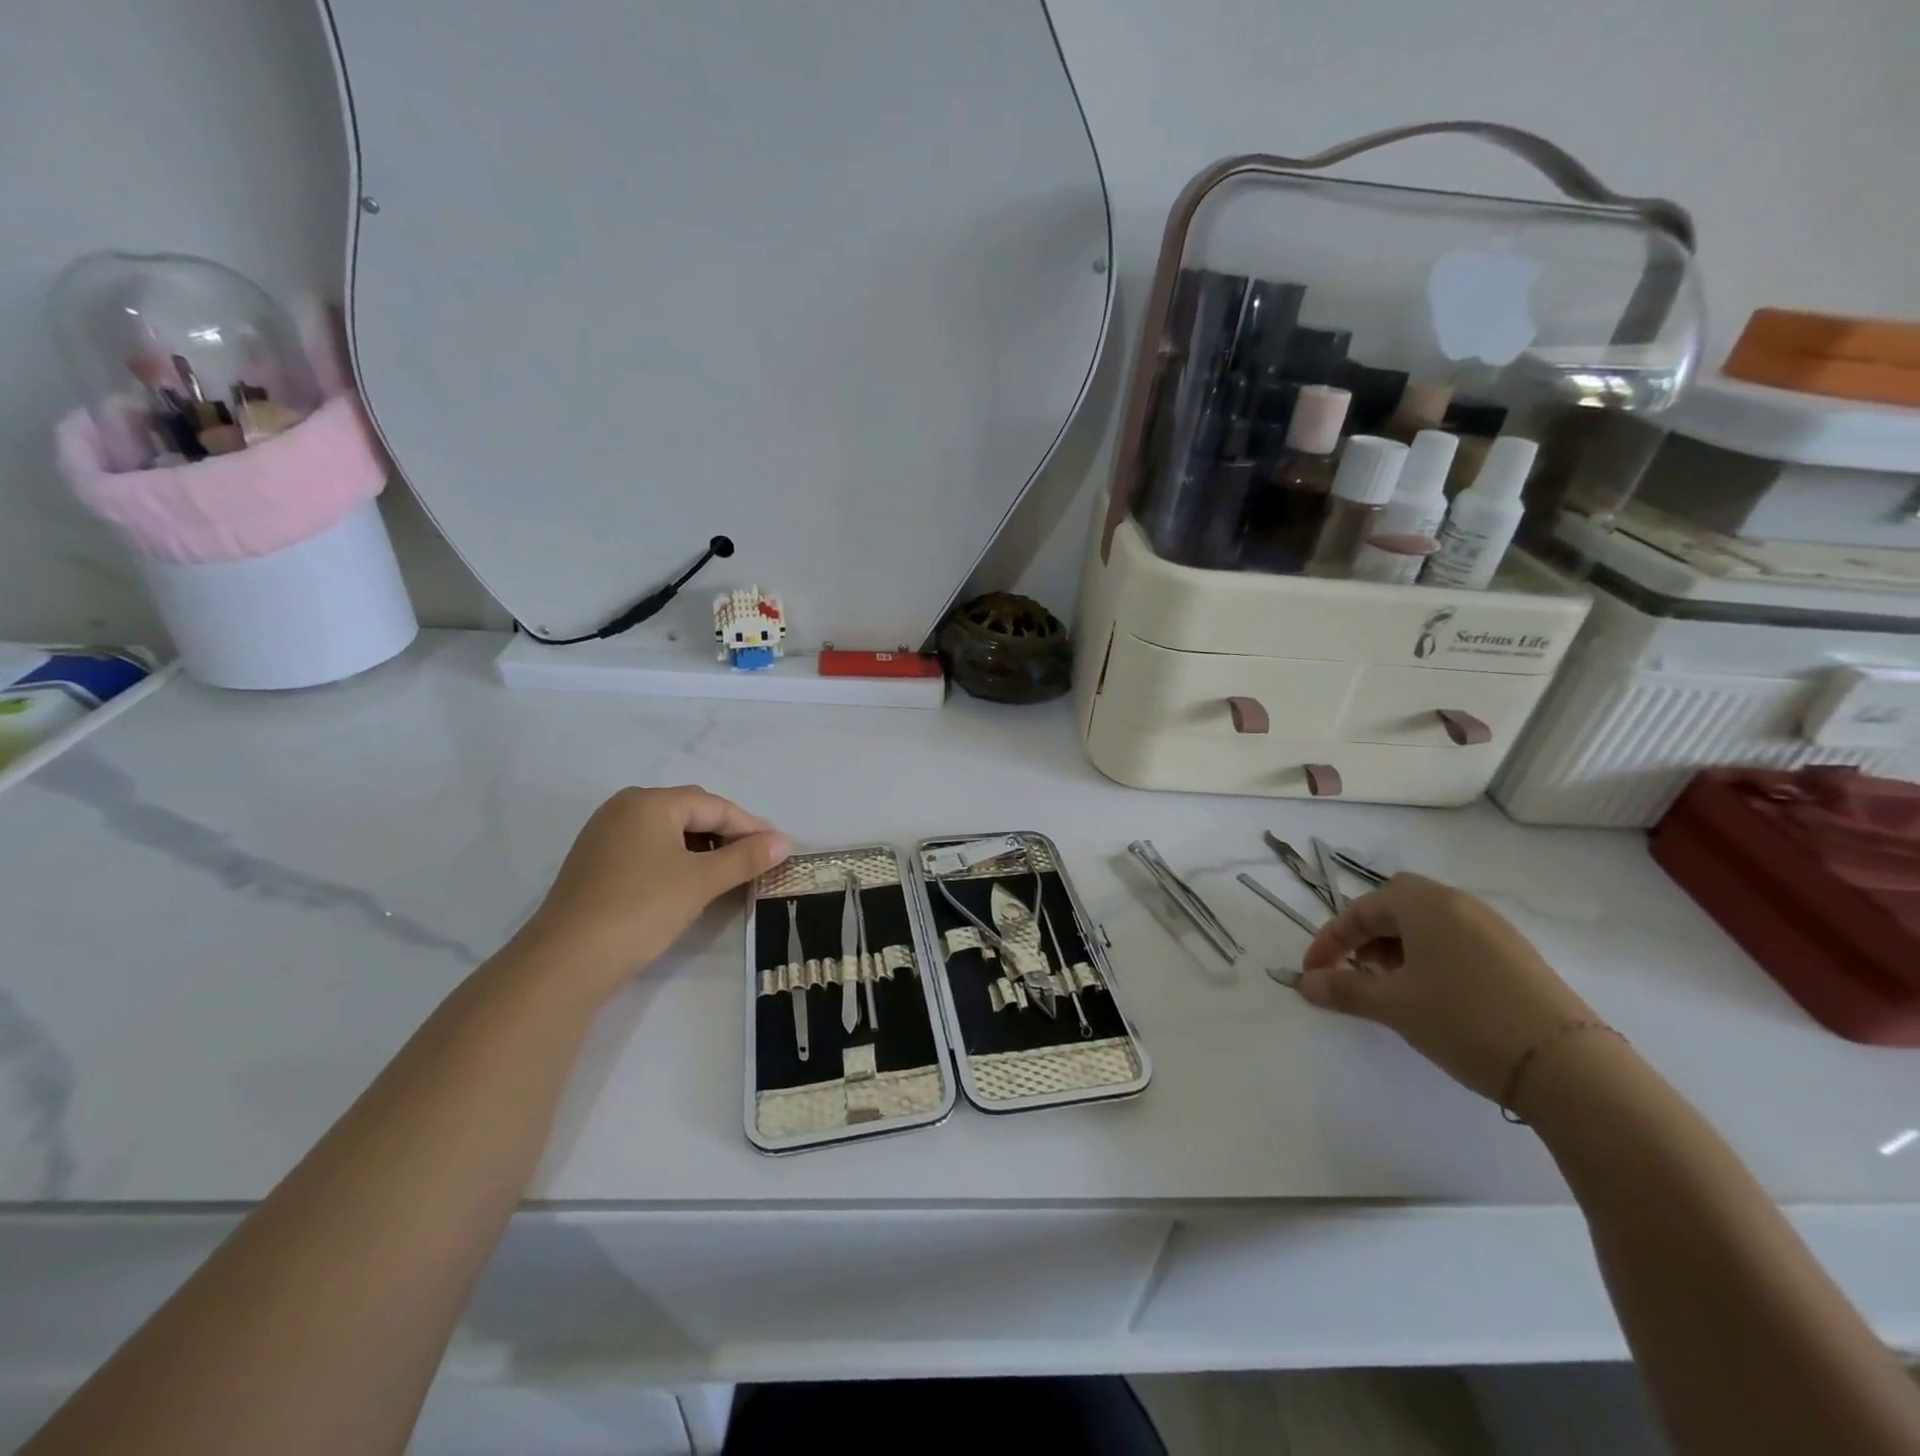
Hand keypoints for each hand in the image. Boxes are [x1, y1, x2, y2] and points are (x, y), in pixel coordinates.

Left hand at [514, 786, 788, 994]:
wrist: (566, 961)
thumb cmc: (641, 908)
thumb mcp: (701, 881)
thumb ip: (745, 858)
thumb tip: (783, 842)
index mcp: (649, 802)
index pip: (714, 806)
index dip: (750, 827)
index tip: (778, 849)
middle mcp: (624, 808)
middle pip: (690, 813)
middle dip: (727, 835)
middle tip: (757, 861)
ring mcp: (604, 836)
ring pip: (669, 833)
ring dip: (703, 850)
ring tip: (728, 875)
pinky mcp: (595, 864)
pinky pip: (648, 850)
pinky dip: (676, 861)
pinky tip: (689, 885)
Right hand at [1297, 873, 1596, 1102]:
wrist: (1568, 1067)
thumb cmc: (1464, 1020)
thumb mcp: (1394, 1006)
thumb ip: (1344, 989)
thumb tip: (1305, 983)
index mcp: (1424, 904)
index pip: (1360, 910)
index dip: (1329, 941)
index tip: (1312, 973)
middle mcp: (1458, 903)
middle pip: (1395, 904)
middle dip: (1366, 934)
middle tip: (1357, 970)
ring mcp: (1493, 928)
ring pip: (1428, 923)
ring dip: (1397, 947)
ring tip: (1392, 987)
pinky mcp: (1516, 955)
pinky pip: (1456, 940)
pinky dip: (1430, 957)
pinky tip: (1433, 995)